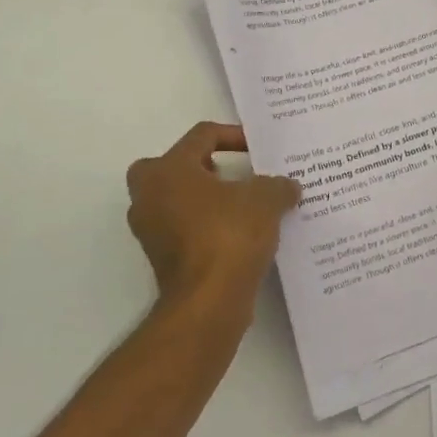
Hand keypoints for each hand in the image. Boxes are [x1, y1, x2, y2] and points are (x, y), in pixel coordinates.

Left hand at [126, 122, 299, 329]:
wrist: (208, 301)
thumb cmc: (230, 235)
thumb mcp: (266, 199)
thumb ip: (277, 185)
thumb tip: (287, 186)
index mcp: (168, 169)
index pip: (201, 136)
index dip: (234, 136)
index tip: (260, 150)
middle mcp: (149, 195)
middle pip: (176, 166)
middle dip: (206, 167)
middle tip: (235, 174)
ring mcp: (151, 229)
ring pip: (178, 200)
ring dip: (207, 199)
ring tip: (244, 205)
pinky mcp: (161, 258)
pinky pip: (184, 229)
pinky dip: (207, 226)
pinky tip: (240, 233)